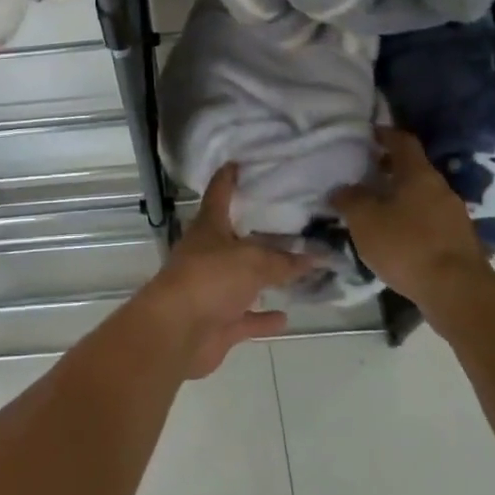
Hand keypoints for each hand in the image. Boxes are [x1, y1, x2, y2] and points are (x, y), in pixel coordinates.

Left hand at [146, 165, 312, 377]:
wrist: (177, 331)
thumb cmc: (209, 279)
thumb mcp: (252, 261)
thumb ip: (285, 260)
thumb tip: (316, 257)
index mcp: (209, 227)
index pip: (219, 193)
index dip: (228, 177)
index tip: (240, 163)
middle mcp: (208, 254)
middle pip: (235, 238)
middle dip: (258, 231)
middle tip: (291, 219)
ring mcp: (212, 289)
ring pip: (243, 279)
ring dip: (265, 277)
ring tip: (297, 268)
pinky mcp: (218, 322)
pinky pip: (246, 317)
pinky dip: (263, 317)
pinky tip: (286, 316)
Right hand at [329, 127, 491, 303]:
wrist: (458, 293)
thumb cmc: (406, 246)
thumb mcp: (364, 220)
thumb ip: (349, 199)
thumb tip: (342, 188)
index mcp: (419, 174)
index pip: (403, 141)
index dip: (385, 134)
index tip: (368, 134)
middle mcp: (441, 188)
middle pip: (413, 169)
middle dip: (390, 169)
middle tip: (365, 175)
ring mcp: (455, 216)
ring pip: (423, 197)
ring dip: (401, 198)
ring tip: (377, 210)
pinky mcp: (460, 242)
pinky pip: (431, 221)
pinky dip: (413, 221)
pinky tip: (398, 238)